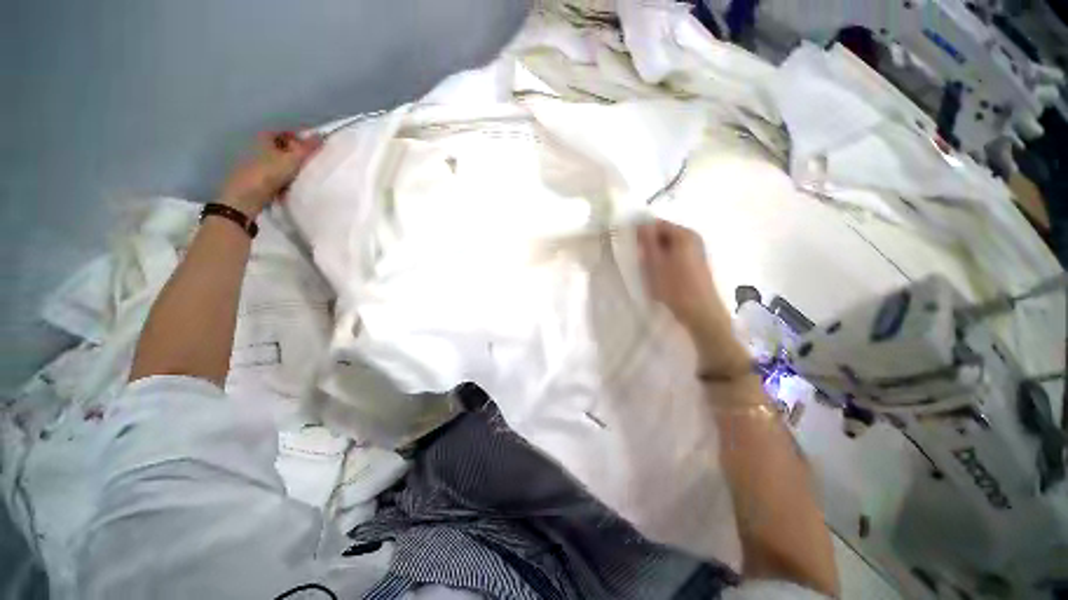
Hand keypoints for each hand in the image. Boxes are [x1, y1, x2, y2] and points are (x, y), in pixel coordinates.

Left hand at [220, 131, 323, 216]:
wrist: (245, 197)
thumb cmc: (268, 173)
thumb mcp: (292, 159)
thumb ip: (308, 148)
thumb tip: (322, 135)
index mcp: (265, 136)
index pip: (289, 133)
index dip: (303, 139)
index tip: (316, 150)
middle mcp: (258, 144)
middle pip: (284, 146)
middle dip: (297, 153)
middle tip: (312, 163)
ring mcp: (255, 160)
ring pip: (279, 159)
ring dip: (291, 165)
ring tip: (304, 175)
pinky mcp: (255, 175)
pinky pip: (275, 171)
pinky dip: (284, 175)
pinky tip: (292, 183)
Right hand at [637, 220, 723, 330]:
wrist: (700, 311)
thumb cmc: (675, 287)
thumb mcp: (655, 263)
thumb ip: (647, 242)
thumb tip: (641, 225)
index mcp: (684, 234)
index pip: (657, 224)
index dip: (642, 232)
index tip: (631, 245)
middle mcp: (693, 238)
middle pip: (664, 234)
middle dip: (649, 244)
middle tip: (638, 259)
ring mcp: (696, 251)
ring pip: (668, 247)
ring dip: (656, 255)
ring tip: (647, 269)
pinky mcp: (696, 264)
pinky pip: (675, 256)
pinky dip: (665, 261)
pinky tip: (659, 275)